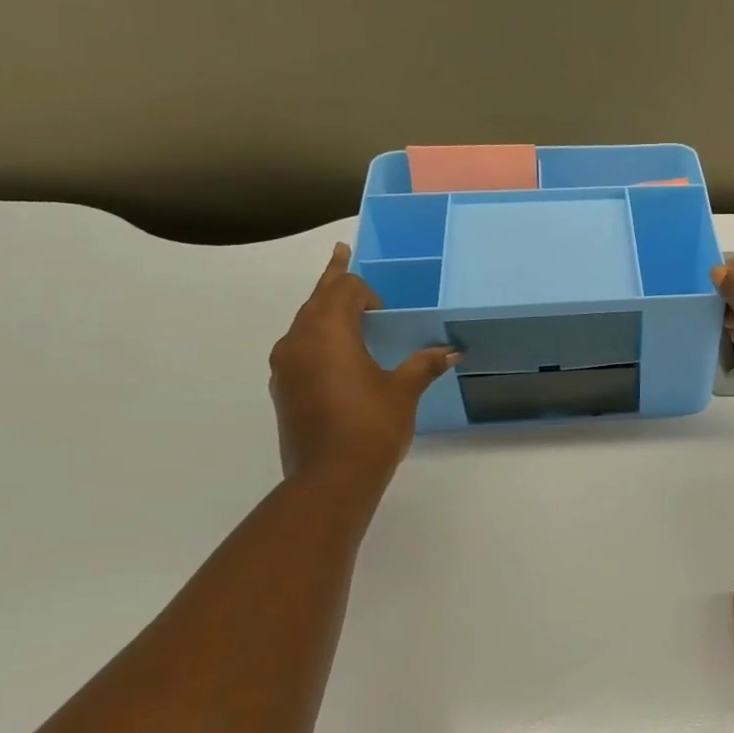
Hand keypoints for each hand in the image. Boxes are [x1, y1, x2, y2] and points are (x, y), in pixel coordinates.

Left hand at [269, 243, 457, 484]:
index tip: (385, 307)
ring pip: (304, 324)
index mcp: (327, 332)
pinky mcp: (283, 390)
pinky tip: (338, 359)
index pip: (342, 289)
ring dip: (324, 313)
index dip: (364, 288)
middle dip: (334, 280)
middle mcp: (298, 341)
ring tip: (346, 314)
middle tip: (342, 254)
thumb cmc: (372, 425)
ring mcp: (285, 366)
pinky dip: (318, 342)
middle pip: (316, 299)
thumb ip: (423, 365)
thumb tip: (450, 351)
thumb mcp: (403, 391)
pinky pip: (300, 350)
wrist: (331, 478)